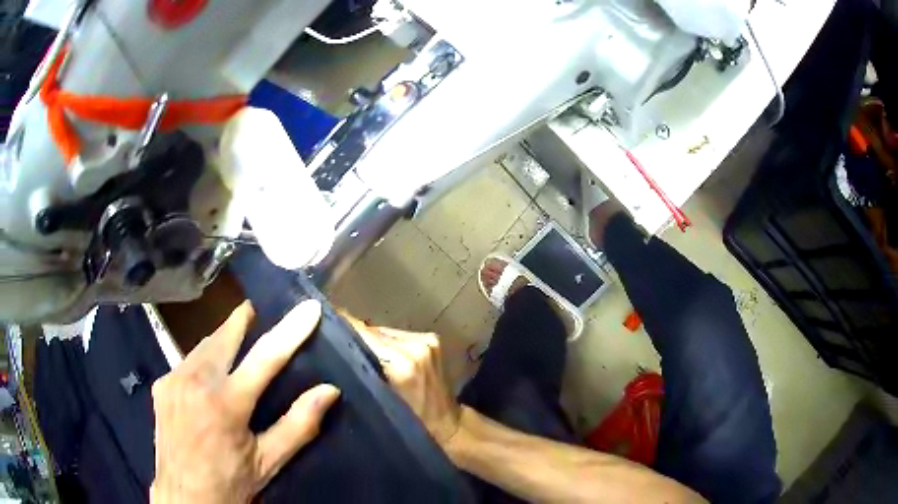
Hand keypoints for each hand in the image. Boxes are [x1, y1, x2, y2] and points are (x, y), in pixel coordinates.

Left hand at [151, 300, 340, 503]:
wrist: (184, 496)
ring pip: (203, 346)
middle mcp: (196, 381)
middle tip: (254, 312)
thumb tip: (329, 390)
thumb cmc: (231, 482)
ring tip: (234, 340)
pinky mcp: (162, 385)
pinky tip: (207, 375)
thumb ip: (299, 425)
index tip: (309, 308)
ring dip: (221, 340)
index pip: (266, 356)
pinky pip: (187, 361)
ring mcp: (174, 379)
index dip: (290, 330)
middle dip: (241, 320)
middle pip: (225, 336)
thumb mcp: (269, 461)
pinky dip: (202, 360)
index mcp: (227, 403)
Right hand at [343, 315, 460, 447]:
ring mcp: (425, 341)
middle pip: (370, 330)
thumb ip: (357, 376)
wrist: (449, 427)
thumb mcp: (375, 406)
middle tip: (331, 342)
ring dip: (369, 340)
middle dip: (351, 335)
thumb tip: (331, 351)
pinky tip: (378, 354)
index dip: (339, 327)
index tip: (319, 327)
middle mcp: (414, 346)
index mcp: (400, 365)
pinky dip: (385, 343)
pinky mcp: (431, 340)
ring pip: (382, 332)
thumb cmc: (409, 427)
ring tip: (353, 351)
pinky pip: (396, 335)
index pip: (361, 333)